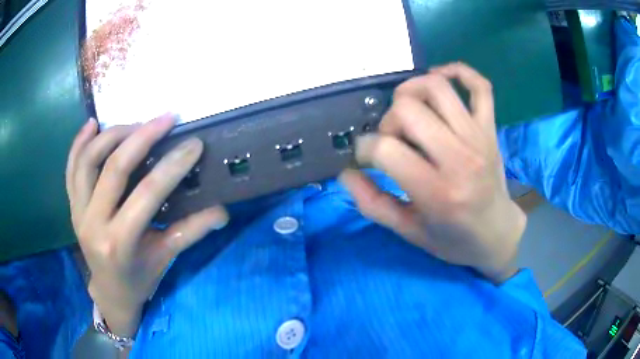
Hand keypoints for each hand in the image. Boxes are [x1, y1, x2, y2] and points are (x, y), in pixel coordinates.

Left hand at [65, 114, 228, 336]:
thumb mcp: (164, 258)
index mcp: (119, 242)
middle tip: (166, 119)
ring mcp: (78, 212)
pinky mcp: (71, 205)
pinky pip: (71, 168)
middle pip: (114, 168)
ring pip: (88, 160)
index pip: (147, 194)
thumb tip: (223, 211)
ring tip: (136, 124)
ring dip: (112, 135)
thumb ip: (191, 232)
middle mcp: (93, 223)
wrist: (109, 292)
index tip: (193, 143)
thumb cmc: (139, 278)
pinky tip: (92, 125)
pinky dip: (79, 143)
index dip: (172, 166)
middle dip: (143, 137)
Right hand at [340, 63, 525, 283]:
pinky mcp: (490, 128)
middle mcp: (459, 157)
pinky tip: (440, 78)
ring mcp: (478, 137)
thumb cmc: (453, 239)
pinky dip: (459, 72)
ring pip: (437, 88)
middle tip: (391, 140)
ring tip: (407, 111)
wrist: (497, 234)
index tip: (366, 157)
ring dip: (411, 91)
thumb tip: (346, 173)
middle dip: (387, 122)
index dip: (364, 148)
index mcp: (437, 192)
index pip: (386, 149)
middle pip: (408, 110)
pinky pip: (480, 86)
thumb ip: (373, 204)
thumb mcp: (409, 232)